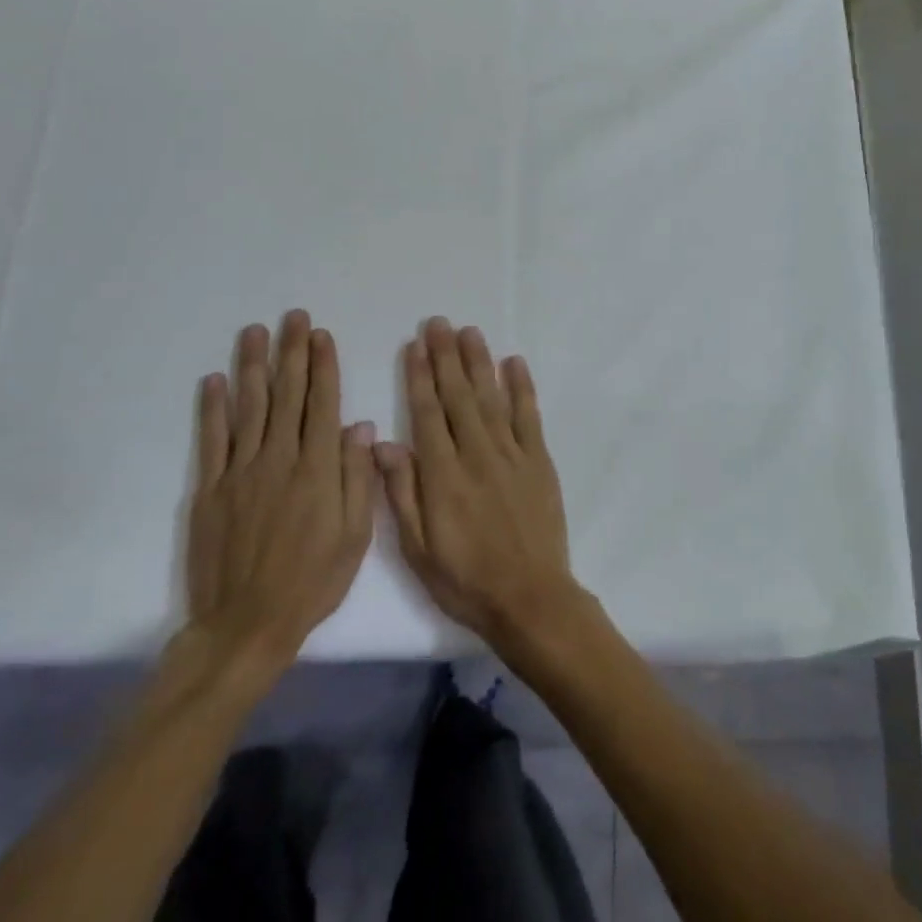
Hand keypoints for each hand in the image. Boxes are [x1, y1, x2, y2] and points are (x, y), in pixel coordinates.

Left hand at [177, 311, 376, 696]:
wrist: (246, 624)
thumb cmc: (312, 581)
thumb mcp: (355, 536)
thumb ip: (357, 477)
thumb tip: (359, 427)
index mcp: (317, 469)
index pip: (322, 404)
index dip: (323, 366)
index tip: (322, 335)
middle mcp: (279, 459)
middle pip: (287, 395)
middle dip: (291, 352)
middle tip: (293, 317)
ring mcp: (240, 472)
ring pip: (249, 407)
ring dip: (252, 366)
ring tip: (255, 332)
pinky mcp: (211, 489)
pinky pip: (212, 440)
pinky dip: (213, 408)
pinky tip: (214, 380)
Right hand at [373, 317, 586, 652]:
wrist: (530, 598)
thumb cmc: (465, 579)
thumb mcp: (418, 548)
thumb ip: (401, 492)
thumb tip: (382, 443)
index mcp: (443, 475)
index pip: (427, 413)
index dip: (420, 377)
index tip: (415, 345)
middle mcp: (477, 454)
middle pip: (458, 396)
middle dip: (446, 357)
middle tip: (438, 323)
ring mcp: (512, 454)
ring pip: (491, 397)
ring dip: (479, 362)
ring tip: (469, 332)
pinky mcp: (539, 461)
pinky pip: (529, 416)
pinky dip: (522, 387)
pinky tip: (514, 363)